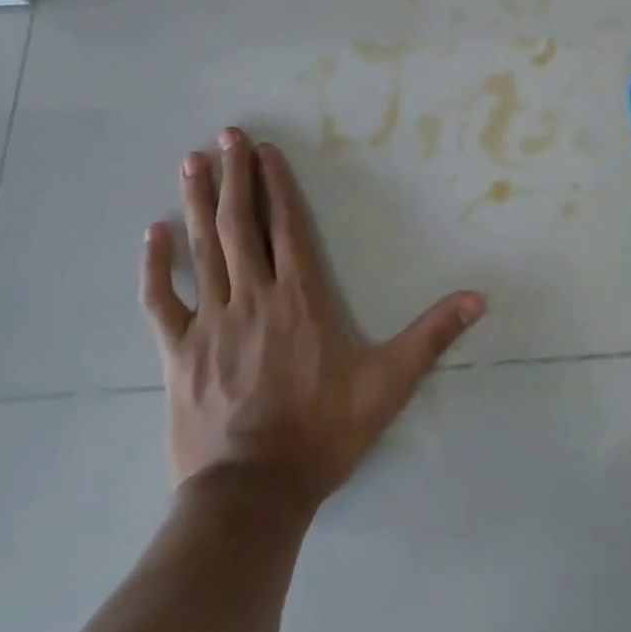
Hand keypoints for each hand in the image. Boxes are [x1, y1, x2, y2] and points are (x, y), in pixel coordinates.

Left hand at [139, 129, 485, 504]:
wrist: (252, 496)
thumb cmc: (322, 433)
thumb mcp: (388, 383)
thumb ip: (432, 335)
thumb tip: (479, 298)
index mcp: (302, 298)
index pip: (287, 226)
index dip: (276, 184)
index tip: (264, 150)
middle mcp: (255, 296)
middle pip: (242, 224)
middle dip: (235, 176)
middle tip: (226, 135)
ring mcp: (212, 322)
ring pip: (204, 249)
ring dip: (198, 201)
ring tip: (193, 161)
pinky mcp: (179, 352)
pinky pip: (161, 302)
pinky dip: (155, 266)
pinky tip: (151, 233)